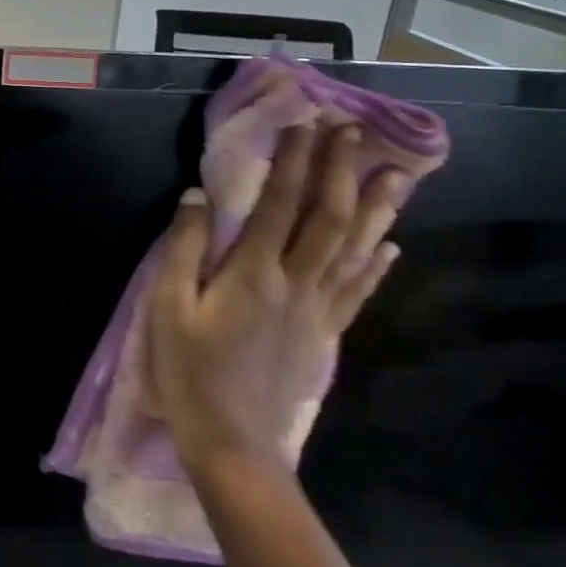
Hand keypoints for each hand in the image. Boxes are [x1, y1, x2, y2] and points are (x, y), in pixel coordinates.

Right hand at [146, 123, 404, 468]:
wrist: (233, 443)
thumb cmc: (189, 371)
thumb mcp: (168, 307)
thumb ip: (183, 248)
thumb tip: (199, 197)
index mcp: (253, 273)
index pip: (279, 204)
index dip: (293, 161)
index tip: (303, 123)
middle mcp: (295, 283)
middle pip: (327, 218)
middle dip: (340, 169)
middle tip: (353, 130)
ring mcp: (317, 311)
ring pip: (354, 250)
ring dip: (376, 208)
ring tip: (397, 174)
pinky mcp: (326, 336)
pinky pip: (358, 291)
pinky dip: (377, 264)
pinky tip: (393, 244)